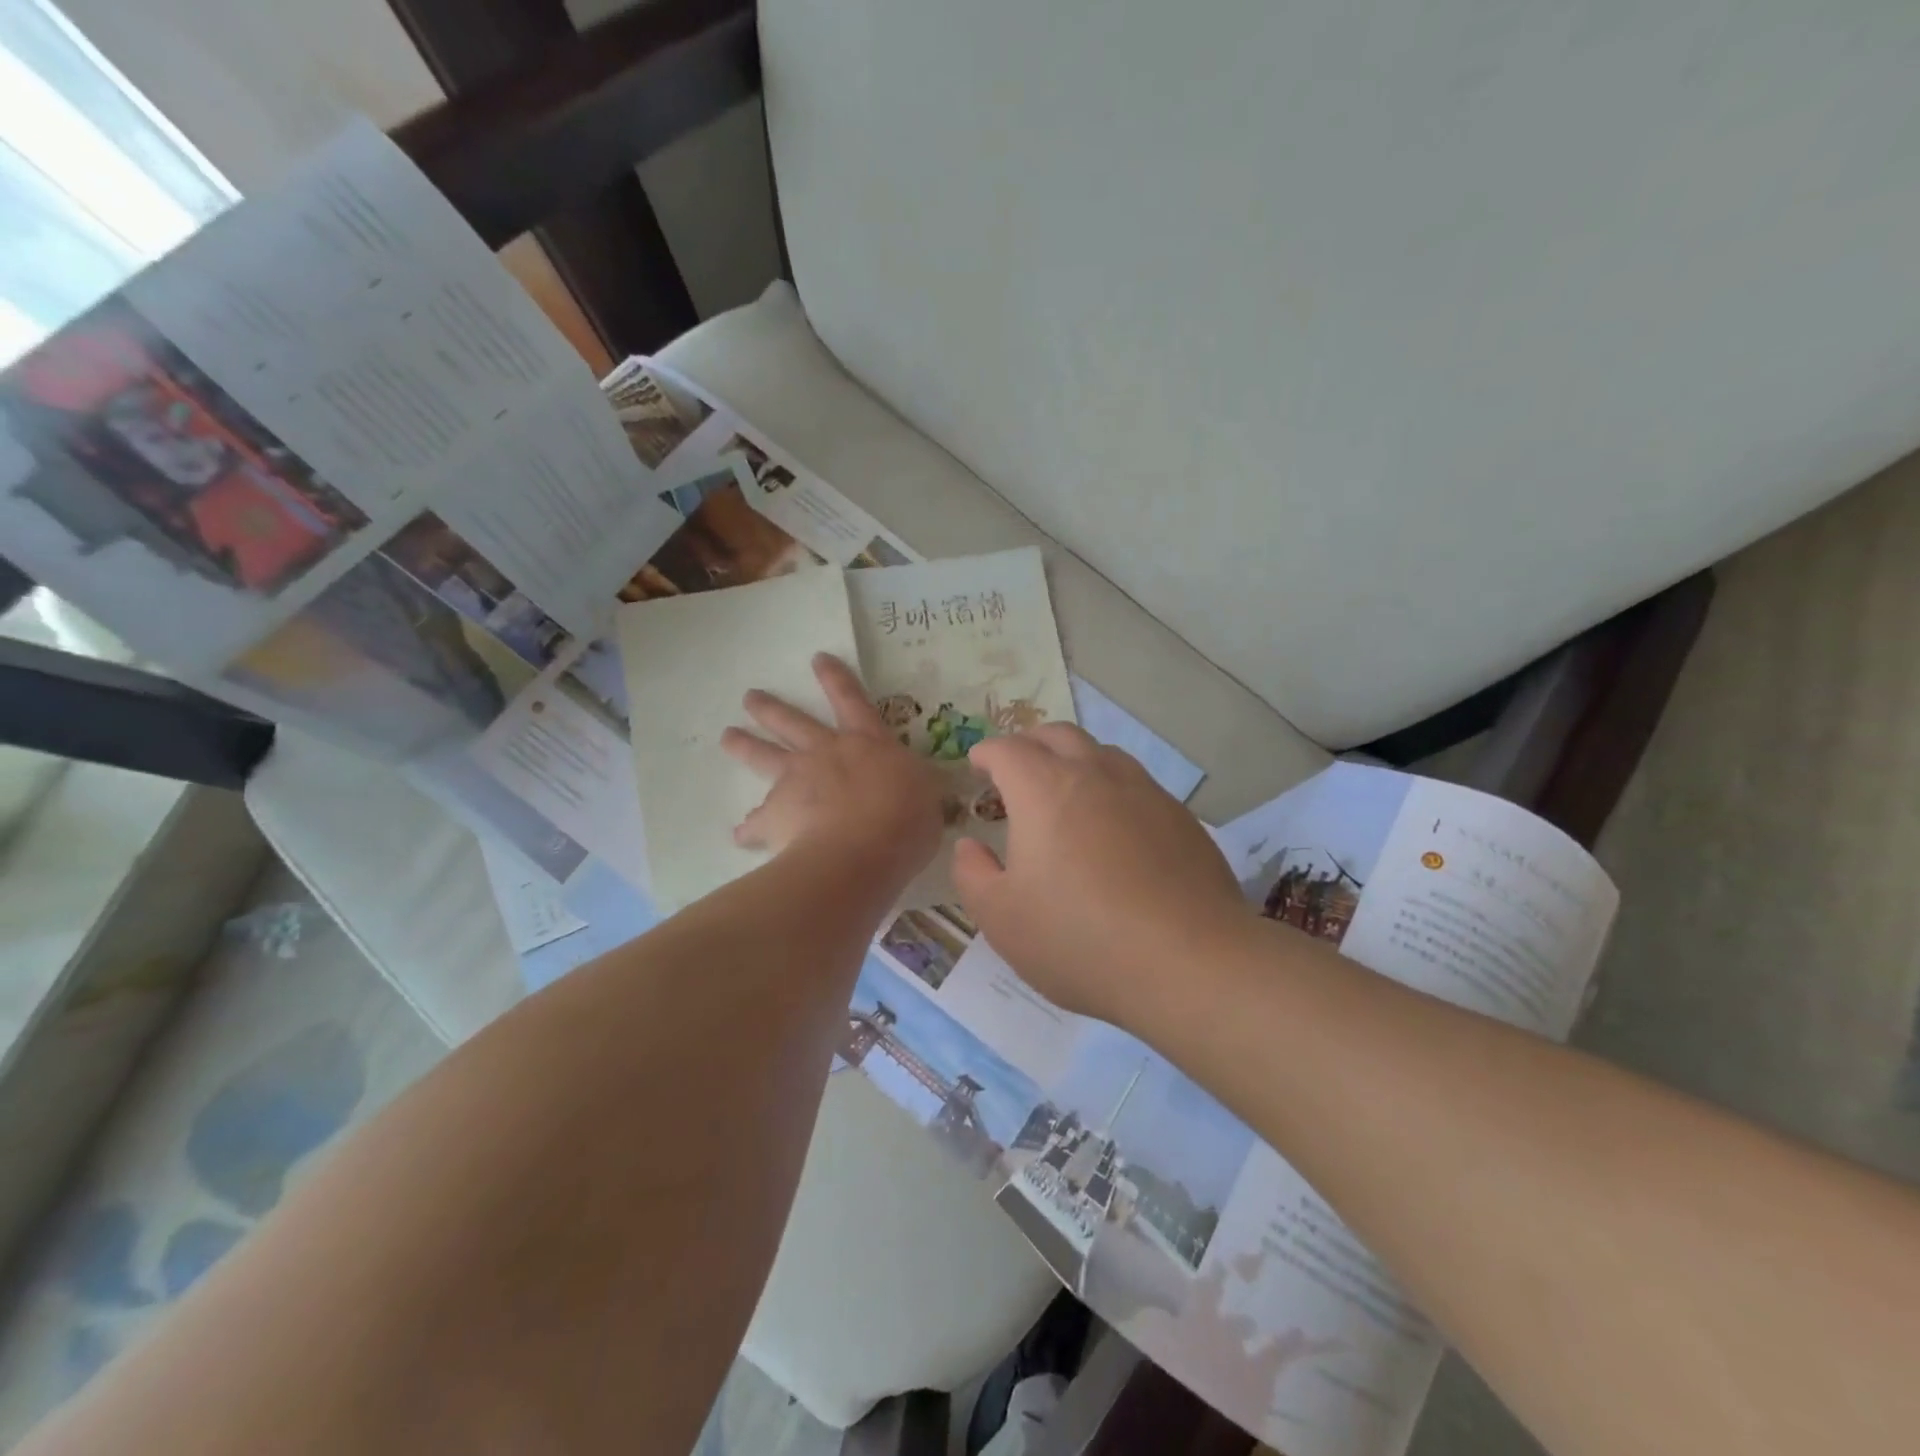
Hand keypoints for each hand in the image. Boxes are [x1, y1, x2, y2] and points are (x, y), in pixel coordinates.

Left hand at [721, 654, 947, 879]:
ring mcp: (796, 781)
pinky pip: (756, 822)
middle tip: (749, 697)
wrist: (862, 851)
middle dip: (771, 708)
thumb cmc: (905, 819)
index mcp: (866, 743)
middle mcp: (825, 753)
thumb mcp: (926, 795)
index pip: (851, 700)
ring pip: (764, 756)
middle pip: (793, 722)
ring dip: (744, 745)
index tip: (817, 659)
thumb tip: (916, 788)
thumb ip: (915, 787)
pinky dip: (749, 829)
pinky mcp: (775, 815)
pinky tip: (740, 834)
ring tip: (727, 737)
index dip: (836, 679)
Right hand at [952, 724, 1253, 1026]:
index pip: (1008, 750)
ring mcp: (1145, 792)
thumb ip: (973, 874)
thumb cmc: (1079, 939)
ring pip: (1103, 753)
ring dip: (1075, 760)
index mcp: (1044, 790)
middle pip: (1058, 735)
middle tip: (1017, 768)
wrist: (1188, 962)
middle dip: (1030, 743)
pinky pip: (1138, 784)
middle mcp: (1095, 775)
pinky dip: (1113, 789)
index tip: (977, 765)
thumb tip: (970, 846)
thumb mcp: (1002, 918)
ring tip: (1065, 790)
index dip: (987, 752)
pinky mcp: (1181, 818)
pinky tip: (1115, 826)